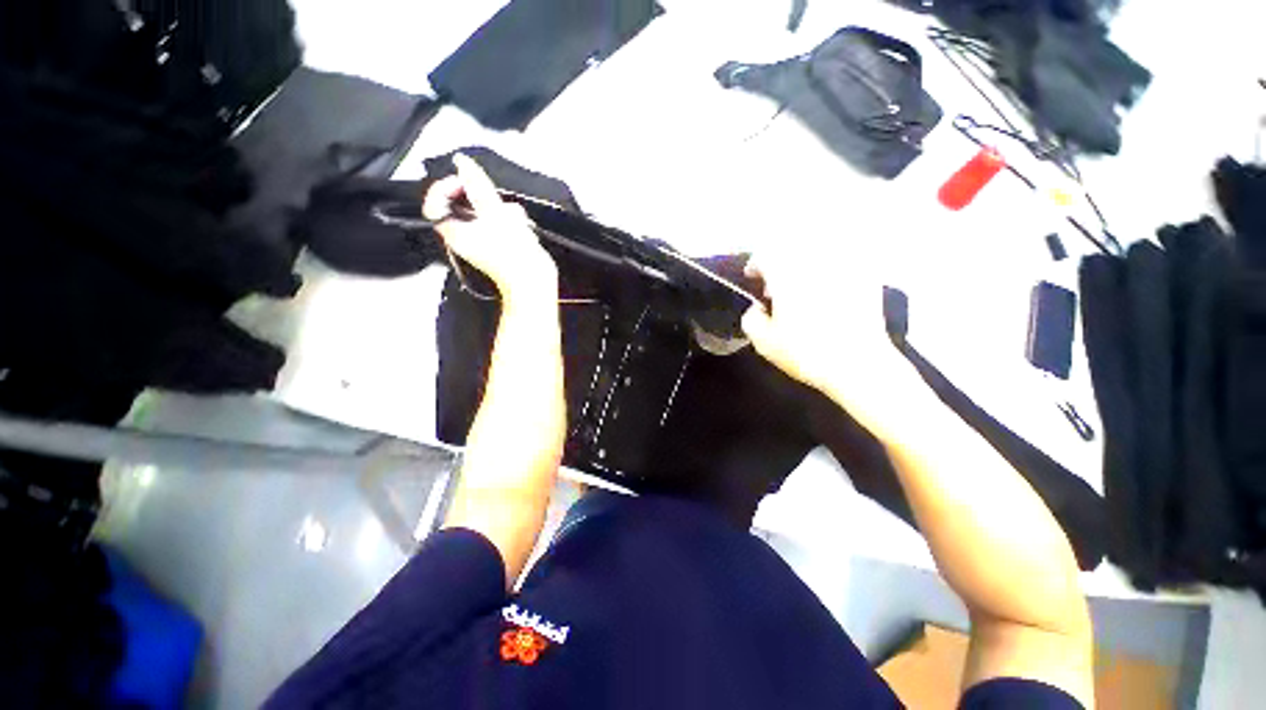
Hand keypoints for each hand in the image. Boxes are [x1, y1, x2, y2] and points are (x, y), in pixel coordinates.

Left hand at [423, 154, 557, 300]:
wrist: (535, 283)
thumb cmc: (513, 253)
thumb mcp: (495, 215)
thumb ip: (478, 187)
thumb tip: (461, 162)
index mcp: (455, 231)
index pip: (435, 202)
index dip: (447, 187)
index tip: (466, 183)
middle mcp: (466, 236)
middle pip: (467, 204)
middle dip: (488, 200)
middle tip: (499, 205)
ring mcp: (485, 241)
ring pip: (489, 212)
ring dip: (505, 212)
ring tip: (517, 224)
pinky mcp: (501, 244)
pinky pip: (502, 223)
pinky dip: (513, 222)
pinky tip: (524, 230)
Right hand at [740, 253, 922, 434]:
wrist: (859, 364)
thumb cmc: (806, 352)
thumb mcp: (764, 343)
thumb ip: (751, 319)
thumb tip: (756, 308)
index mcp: (786, 274)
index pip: (764, 255)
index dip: (754, 264)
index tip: (753, 277)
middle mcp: (814, 262)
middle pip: (791, 248)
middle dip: (779, 262)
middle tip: (777, 286)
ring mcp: (843, 266)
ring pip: (817, 251)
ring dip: (803, 264)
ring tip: (802, 288)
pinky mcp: (866, 276)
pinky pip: (844, 260)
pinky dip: (830, 270)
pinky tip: (828, 290)